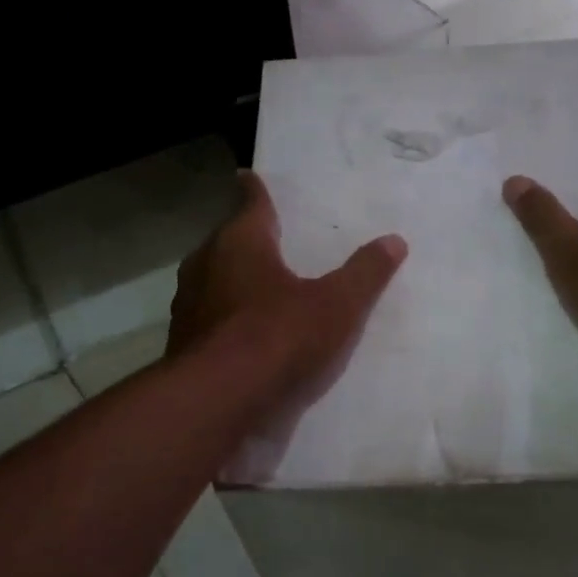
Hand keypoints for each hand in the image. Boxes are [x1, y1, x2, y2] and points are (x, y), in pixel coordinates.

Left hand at [169, 170, 406, 398]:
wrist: (218, 400)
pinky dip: (226, 316)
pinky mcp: (182, 342)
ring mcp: (189, 304)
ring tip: (258, 285)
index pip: (250, 204)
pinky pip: (209, 316)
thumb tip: (394, 240)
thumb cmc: (279, 336)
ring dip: (232, 279)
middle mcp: (206, 264)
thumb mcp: (337, 305)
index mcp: (241, 242)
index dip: (254, 190)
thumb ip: (365, 273)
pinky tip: (244, 334)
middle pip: (227, 241)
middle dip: (245, 238)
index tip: (248, 176)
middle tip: (267, 237)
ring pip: (213, 279)